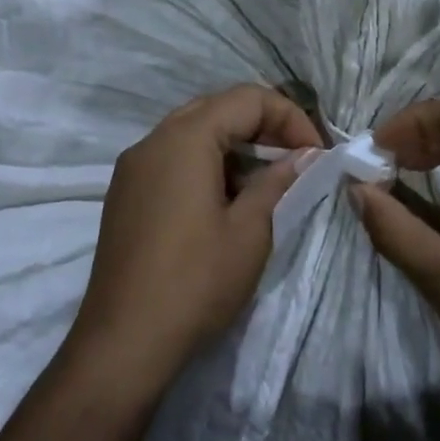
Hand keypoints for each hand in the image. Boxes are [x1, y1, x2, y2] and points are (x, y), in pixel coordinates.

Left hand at [71, 85, 323, 396]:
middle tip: (295, 160)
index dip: (289, 117)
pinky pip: (171, 158)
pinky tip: (225, 200)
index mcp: (184, 138)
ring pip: (191, 133)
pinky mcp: (124, 193)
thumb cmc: (195, 282)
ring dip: (233, 146)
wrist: (124, 341)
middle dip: (262, 126)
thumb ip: (278, 181)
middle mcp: (152, 140)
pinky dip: (205, 164)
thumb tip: (305, 155)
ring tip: (265, 182)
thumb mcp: (249, 231)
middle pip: (216, 109)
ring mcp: (132, 167)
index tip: (315, 155)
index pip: (246, 98)